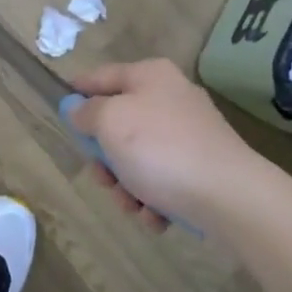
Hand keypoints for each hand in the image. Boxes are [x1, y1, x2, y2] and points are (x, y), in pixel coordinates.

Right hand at [68, 59, 261, 234]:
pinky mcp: (202, 167)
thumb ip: (87, 111)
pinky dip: (152, 198)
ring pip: (138, 157)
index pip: (100, 76)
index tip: (60, 110)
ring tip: (133, 204)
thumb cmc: (161, 150)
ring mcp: (189, 134)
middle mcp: (171, 98)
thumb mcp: (110, 122)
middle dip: (105, 156)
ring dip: (126, 185)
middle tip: (102, 177)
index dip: (77, 91)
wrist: (230, 197)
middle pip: (118, 123)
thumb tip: (79, 109)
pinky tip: (155, 215)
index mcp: (150, 76)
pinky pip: (163, 179)